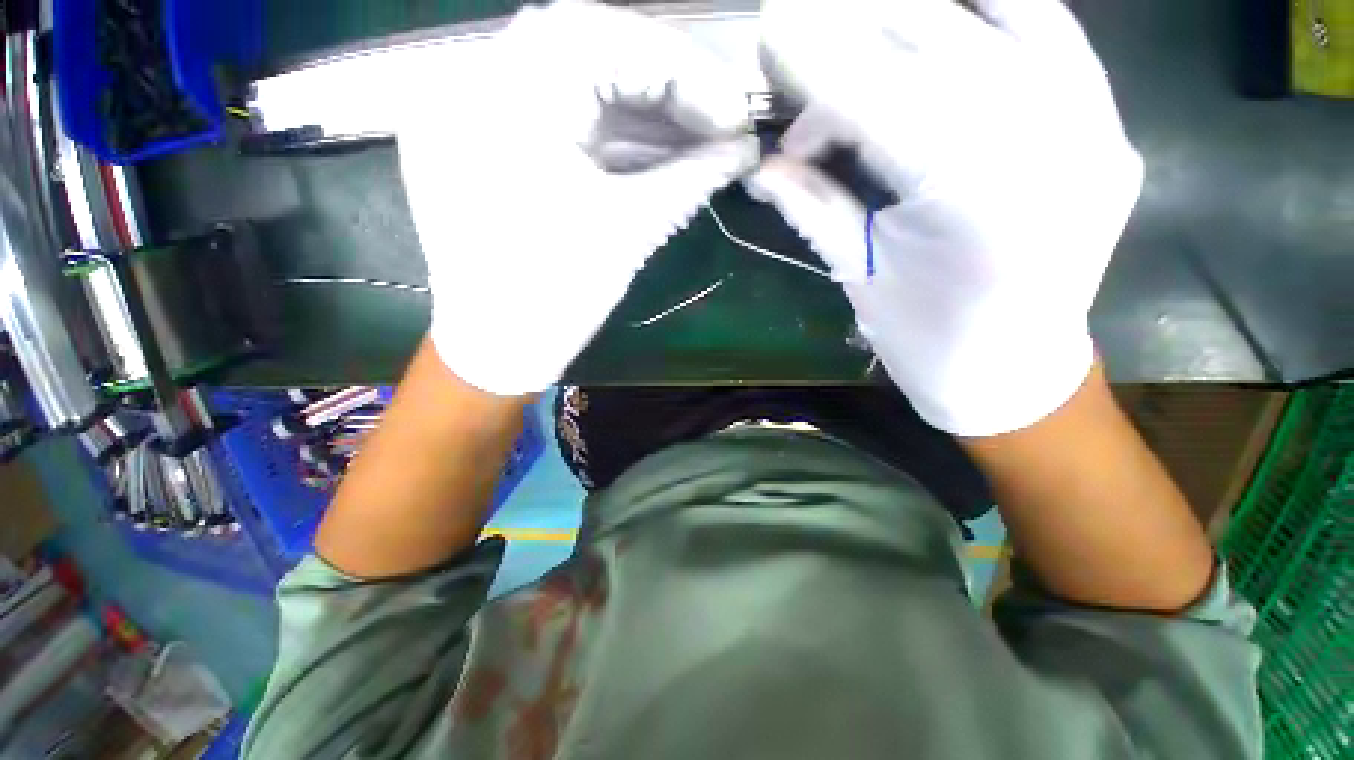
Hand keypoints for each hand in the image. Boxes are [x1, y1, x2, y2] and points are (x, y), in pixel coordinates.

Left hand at [397, 0, 757, 395]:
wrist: (495, 349)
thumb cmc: (557, 301)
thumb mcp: (629, 232)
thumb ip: (691, 178)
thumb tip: (746, 149)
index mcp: (506, 103)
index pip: (605, 37)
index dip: (681, 70)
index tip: (732, 111)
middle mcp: (473, 84)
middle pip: (586, 45)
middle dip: (663, 81)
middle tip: (716, 117)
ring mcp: (468, 109)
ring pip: (570, 78)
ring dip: (640, 107)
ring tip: (696, 136)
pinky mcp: (480, 139)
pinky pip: (552, 112)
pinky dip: (606, 126)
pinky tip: (653, 147)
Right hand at [749, 0, 1142, 435]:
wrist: (1014, 370)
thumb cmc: (926, 340)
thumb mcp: (858, 275)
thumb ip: (812, 207)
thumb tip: (762, 167)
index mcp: (971, 201)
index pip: (881, 101)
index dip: (819, 63)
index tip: (771, 29)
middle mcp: (1049, 144)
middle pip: (940, 46)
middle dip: (856, 30)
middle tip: (800, 23)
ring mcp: (1095, 126)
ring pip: (1002, 19)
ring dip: (919, 15)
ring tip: (858, 28)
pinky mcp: (1108, 125)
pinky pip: (1053, 33)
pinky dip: (993, 10)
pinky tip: (942, 22)